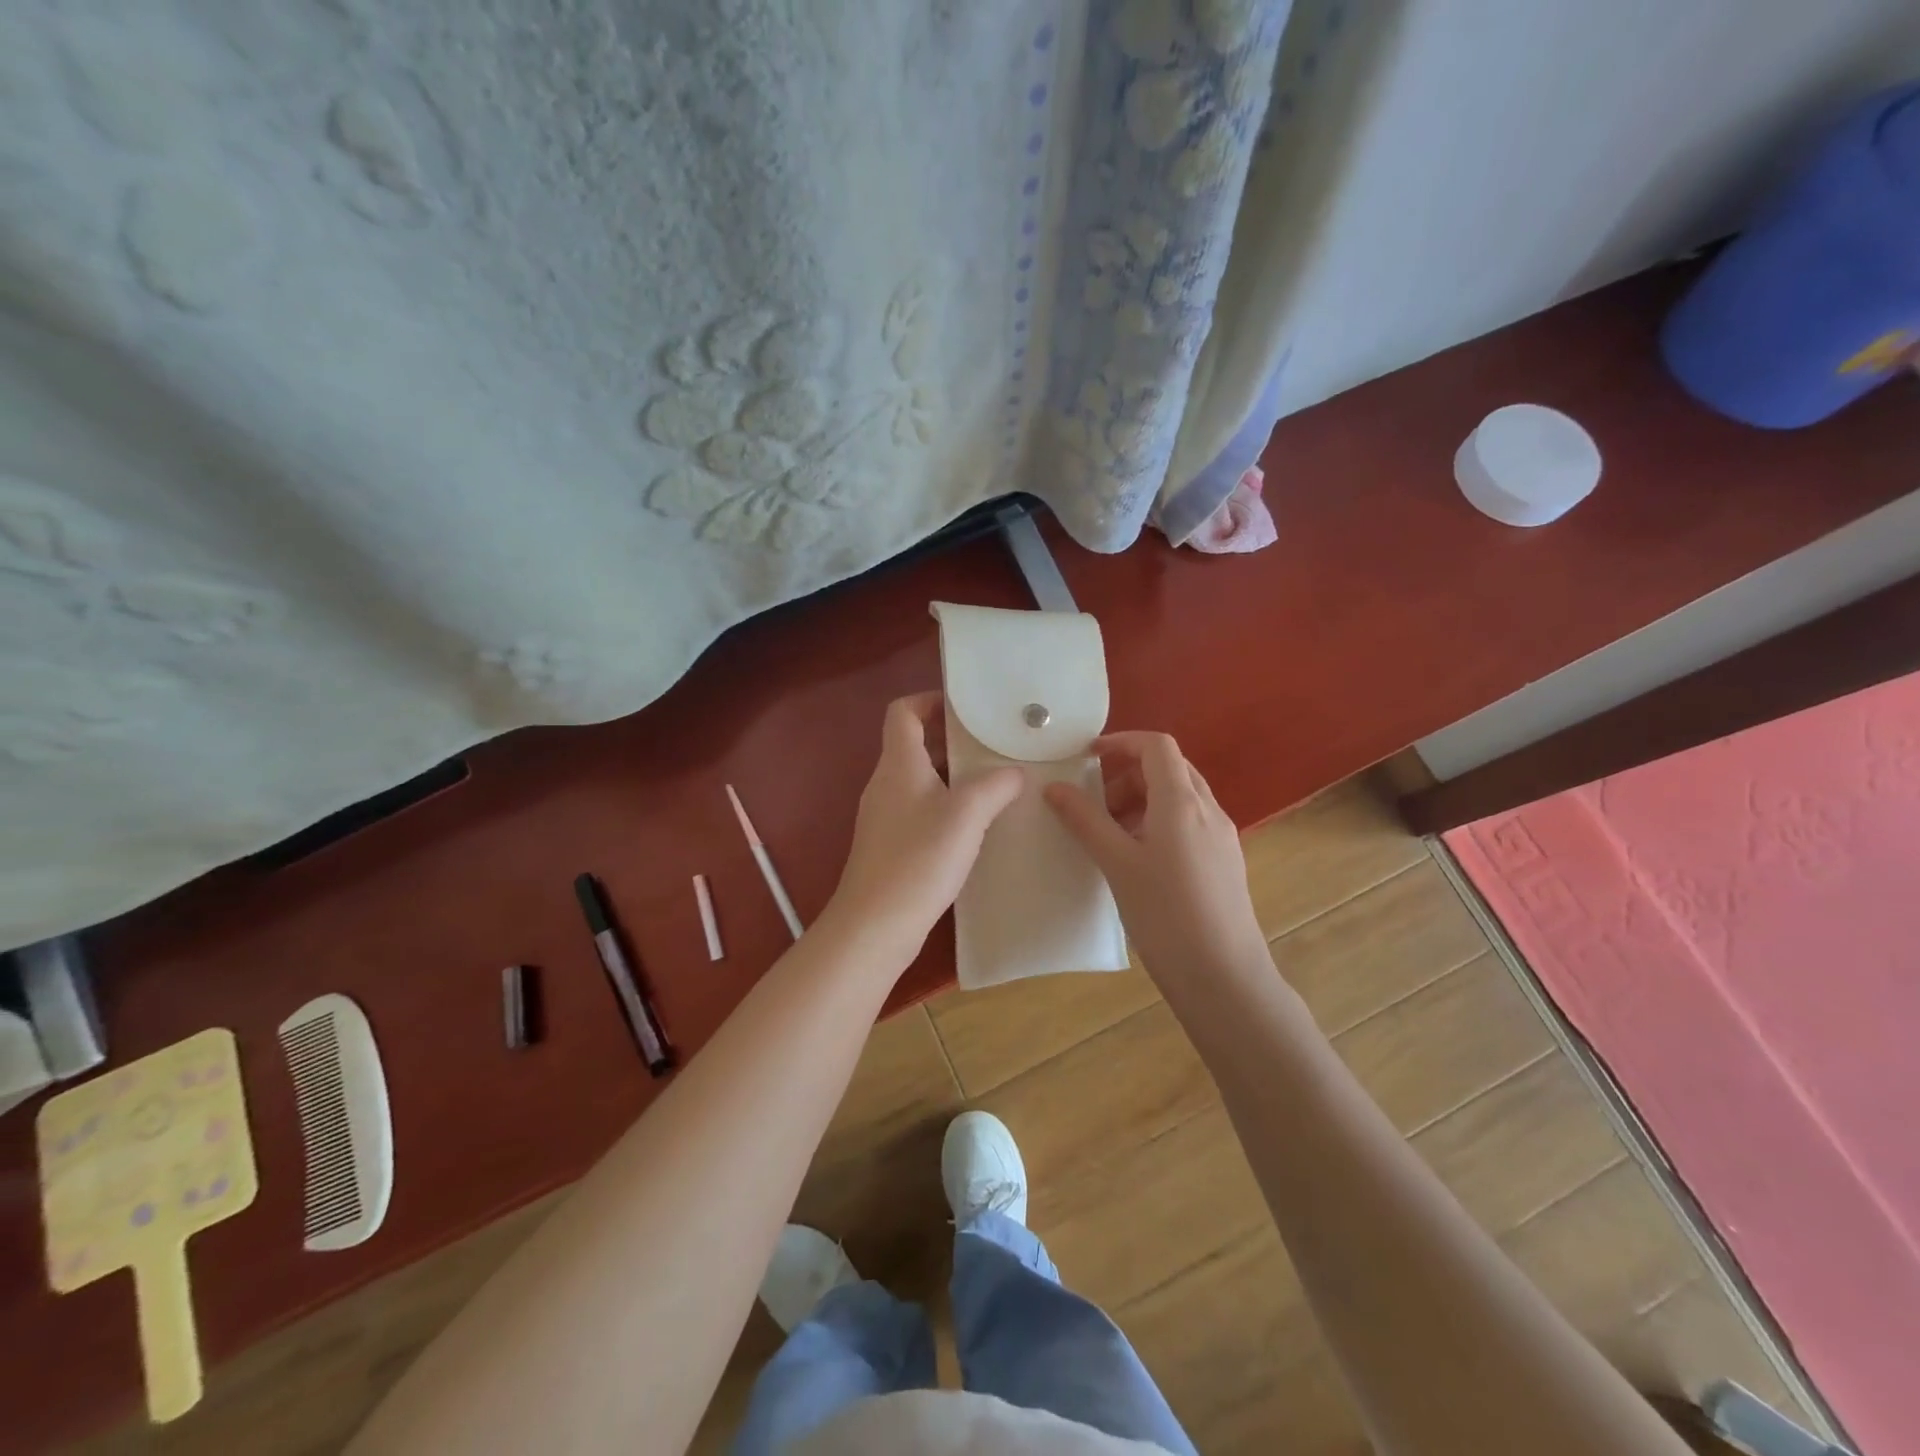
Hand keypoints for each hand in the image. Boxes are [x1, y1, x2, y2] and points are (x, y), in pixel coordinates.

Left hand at [823, 693, 1022, 963]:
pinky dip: (946, 806)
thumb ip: (995, 785)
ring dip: (954, 775)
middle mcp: (886, 783)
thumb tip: (1014, 772)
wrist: (875, 925)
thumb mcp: (967, 814)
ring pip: (921, 779)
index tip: (967, 709)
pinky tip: (975, 826)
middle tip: (994, 746)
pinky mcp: (890, 845)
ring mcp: (885, 816)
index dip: (930, 700)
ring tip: (995, 783)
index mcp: (898, 764)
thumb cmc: (919, 859)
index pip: (902, 712)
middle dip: (953, 740)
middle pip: (914, 744)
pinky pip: (920, 810)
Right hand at [1045, 732, 1267, 979]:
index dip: (1121, 742)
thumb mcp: (1117, 864)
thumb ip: (1085, 820)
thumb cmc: (1166, 915)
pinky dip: (1159, 823)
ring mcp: (1221, 836)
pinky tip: (1139, 860)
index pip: (1156, 746)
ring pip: (1180, 797)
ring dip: (1143, 800)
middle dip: (1128, 774)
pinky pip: (1189, 823)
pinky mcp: (1224, 861)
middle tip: (1095, 804)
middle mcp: (1208, 810)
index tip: (1087, 758)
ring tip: (1111, 835)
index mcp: (1182, 802)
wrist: (1224, 977)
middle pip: (1169, 768)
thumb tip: (1054, 787)